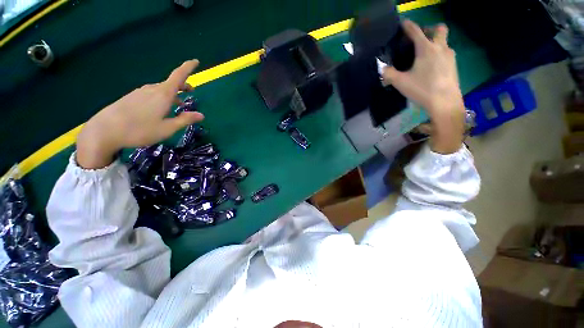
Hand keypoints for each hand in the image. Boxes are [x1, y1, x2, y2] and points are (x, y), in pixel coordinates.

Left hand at [77, 60, 203, 168]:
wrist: (104, 131)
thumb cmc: (140, 130)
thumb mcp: (167, 128)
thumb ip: (185, 120)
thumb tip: (201, 115)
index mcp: (163, 94)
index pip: (178, 76)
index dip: (188, 67)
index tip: (196, 61)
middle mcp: (152, 90)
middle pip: (170, 83)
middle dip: (182, 86)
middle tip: (190, 92)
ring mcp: (140, 92)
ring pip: (161, 89)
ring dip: (172, 93)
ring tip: (178, 104)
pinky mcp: (132, 97)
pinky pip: (151, 93)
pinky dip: (161, 97)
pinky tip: (160, 108)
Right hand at [382, 20, 464, 153]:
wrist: (445, 102)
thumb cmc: (422, 89)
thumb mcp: (400, 83)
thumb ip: (389, 75)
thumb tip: (382, 69)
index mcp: (426, 49)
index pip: (415, 31)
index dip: (408, 26)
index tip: (403, 24)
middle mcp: (440, 47)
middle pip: (439, 29)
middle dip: (429, 29)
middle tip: (420, 39)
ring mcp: (449, 56)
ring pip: (444, 41)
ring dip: (435, 42)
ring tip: (424, 55)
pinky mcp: (454, 65)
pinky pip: (446, 52)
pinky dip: (439, 53)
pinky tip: (432, 66)